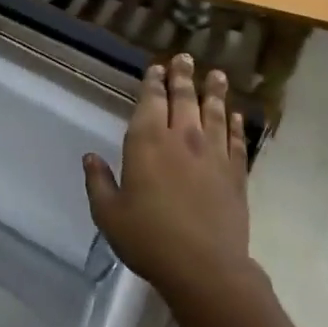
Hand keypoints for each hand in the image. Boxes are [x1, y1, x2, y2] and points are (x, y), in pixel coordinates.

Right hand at [83, 54, 253, 303]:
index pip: (151, 101)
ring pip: (215, 113)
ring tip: (216, 75)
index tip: (158, 67)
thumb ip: (98, 182)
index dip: (154, 82)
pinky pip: (237, 141)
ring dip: (214, 92)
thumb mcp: (109, 214)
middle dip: (183, 76)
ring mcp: (213, 154)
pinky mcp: (236, 174)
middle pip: (184, 99)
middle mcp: (182, 138)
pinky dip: (236, 124)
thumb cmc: (148, 239)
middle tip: (186, 58)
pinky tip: (237, 116)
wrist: (204, 268)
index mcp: (147, 142)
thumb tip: (90, 158)